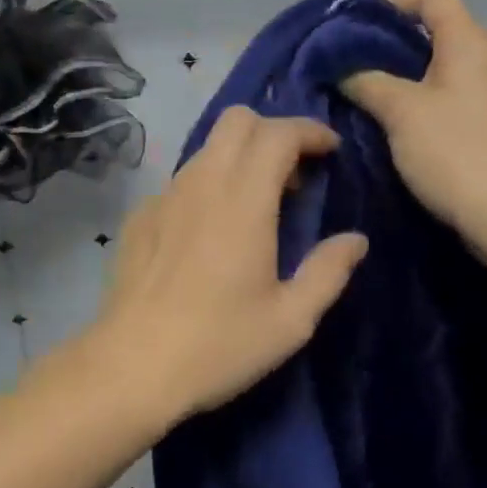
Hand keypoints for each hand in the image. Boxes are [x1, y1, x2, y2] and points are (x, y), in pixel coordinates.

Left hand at [87, 107, 368, 425]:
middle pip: (237, 120)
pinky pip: (183, 178)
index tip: (330, 150)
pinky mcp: (141, 215)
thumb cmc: (218, 344)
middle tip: (294, 174)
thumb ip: (328, 271)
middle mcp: (203, 182)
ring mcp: (165, 195)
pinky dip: (209, 183)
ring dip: (240, 155)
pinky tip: (211, 229)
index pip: (278, 133)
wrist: (130, 367)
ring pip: (208, 146)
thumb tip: (355, 240)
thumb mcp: (290, 320)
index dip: (310, 131)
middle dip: (273, 131)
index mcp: (244, 200)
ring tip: (257, 202)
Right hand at [341, 0, 486, 250]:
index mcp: (470, 41)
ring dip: (404, 73)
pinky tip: (395, 121)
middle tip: (350, 58)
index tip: (353, 20)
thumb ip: (366, 82)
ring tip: (364, 89)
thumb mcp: (401, 112)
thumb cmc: (458, 152)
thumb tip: (343, 69)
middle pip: (437, 29)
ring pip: (443, 66)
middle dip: (391, 39)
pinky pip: (452, 95)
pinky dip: (422, 98)